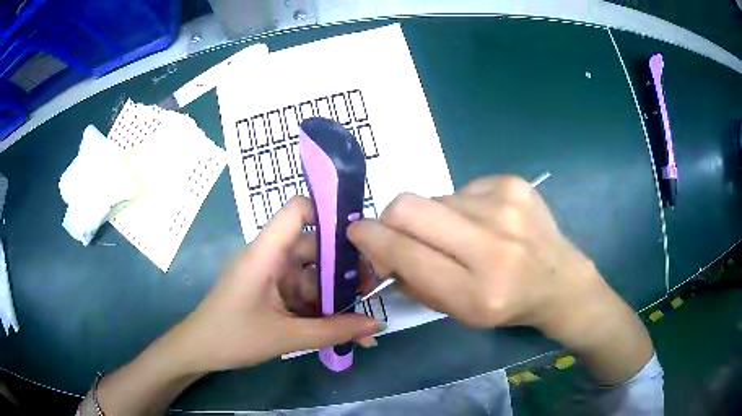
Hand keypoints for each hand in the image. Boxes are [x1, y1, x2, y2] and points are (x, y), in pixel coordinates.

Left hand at [166, 196, 382, 374]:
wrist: (198, 352)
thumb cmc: (232, 337)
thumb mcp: (287, 337)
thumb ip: (334, 331)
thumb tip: (377, 326)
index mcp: (266, 254)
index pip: (298, 210)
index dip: (329, 212)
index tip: (361, 237)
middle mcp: (269, 257)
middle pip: (314, 247)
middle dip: (344, 268)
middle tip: (373, 290)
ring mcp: (269, 275)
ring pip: (311, 275)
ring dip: (334, 295)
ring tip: (362, 319)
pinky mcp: (269, 292)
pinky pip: (301, 293)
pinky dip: (319, 308)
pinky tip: (340, 329)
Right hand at [349, 175, 652, 384]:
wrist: (561, 281)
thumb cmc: (507, 305)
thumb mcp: (458, 312)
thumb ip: (414, 281)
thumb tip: (378, 247)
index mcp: (478, 292)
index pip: (405, 253)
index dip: (372, 239)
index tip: (357, 232)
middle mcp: (494, 246)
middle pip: (409, 208)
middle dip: (392, 218)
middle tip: (400, 231)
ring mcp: (506, 207)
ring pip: (434, 197)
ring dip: (434, 217)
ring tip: (461, 234)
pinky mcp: (513, 183)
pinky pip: (461, 189)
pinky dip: (461, 206)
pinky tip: (485, 221)